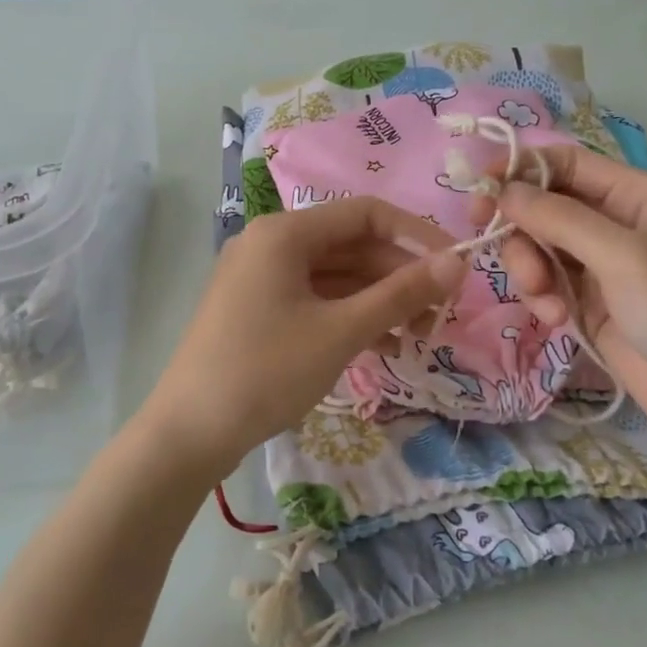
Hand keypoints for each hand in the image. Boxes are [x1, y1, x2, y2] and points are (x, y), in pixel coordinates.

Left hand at [143, 197, 464, 476]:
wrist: (189, 433)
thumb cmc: (267, 371)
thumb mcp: (342, 331)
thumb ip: (401, 294)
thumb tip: (457, 263)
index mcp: (285, 233)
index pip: (367, 213)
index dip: (417, 235)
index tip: (457, 265)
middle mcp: (271, 244)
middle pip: (352, 246)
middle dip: (400, 276)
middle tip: (441, 312)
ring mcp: (262, 278)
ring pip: (336, 276)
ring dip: (380, 301)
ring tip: (420, 336)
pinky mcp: (259, 310)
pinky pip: (316, 300)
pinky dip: (350, 317)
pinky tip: (384, 346)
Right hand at [487, 146, 646, 458]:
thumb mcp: (628, 258)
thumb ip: (562, 219)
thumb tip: (504, 189)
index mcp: (638, 197)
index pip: (566, 164)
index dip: (520, 169)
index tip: (479, 189)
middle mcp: (617, 225)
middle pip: (545, 206)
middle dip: (520, 227)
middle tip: (490, 245)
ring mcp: (602, 268)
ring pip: (539, 247)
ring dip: (528, 267)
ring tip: (543, 299)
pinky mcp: (590, 306)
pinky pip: (547, 285)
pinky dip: (541, 298)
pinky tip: (555, 320)